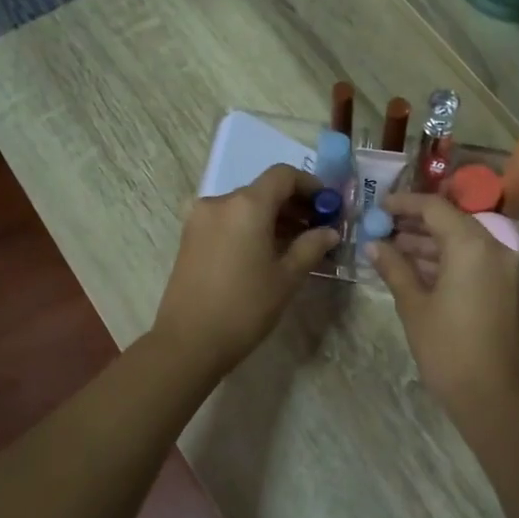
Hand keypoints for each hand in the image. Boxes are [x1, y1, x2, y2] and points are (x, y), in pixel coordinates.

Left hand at [150, 164, 338, 377]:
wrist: (188, 342)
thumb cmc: (244, 307)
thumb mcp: (286, 278)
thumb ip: (310, 247)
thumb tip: (329, 232)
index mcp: (247, 205)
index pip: (283, 175)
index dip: (310, 185)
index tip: (328, 205)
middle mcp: (220, 202)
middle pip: (263, 190)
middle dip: (293, 205)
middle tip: (318, 228)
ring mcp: (200, 219)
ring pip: (245, 206)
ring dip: (272, 218)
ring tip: (295, 245)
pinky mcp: (190, 237)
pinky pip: (228, 221)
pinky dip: (250, 227)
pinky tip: (266, 253)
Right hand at [367, 193, 518, 411]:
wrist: (489, 394)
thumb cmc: (446, 348)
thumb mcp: (413, 305)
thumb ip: (394, 268)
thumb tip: (373, 245)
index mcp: (471, 245)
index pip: (434, 208)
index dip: (404, 203)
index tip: (378, 207)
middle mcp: (493, 248)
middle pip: (450, 222)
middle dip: (414, 224)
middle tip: (381, 228)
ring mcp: (502, 268)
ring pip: (460, 242)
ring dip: (427, 243)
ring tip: (390, 249)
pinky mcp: (503, 287)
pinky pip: (471, 261)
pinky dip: (444, 260)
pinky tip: (413, 268)